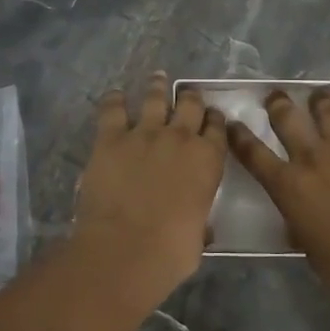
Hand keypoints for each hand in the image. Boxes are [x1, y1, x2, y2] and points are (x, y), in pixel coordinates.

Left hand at [70, 73, 227, 312]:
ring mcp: (145, 133)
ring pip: (156, 98)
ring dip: (158, 87)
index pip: (218, 129)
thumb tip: (201, 228)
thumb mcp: (198, 238)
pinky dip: (114, 100)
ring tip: (158, 77)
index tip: (212, 117)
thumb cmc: (169, 252)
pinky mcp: (111, 137)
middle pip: (190, 105)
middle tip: (188, 93)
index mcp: (208, 161)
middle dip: (191, 97)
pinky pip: (113, 109)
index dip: (215, 120)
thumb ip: (200, 222)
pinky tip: (115, 95)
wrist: (125, 249)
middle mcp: (180, 138)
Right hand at [228, 78, 329, 304]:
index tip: (232, 124)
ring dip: (318, 99)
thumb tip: (295, 218)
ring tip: (316, 93)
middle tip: (275, 97)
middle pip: (287, 119)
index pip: (253, 154)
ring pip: (326, 110)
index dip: (239, 137)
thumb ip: (297, 223)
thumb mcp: (307, 246)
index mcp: (288, 185)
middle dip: (278, 104)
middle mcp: (311, 157)